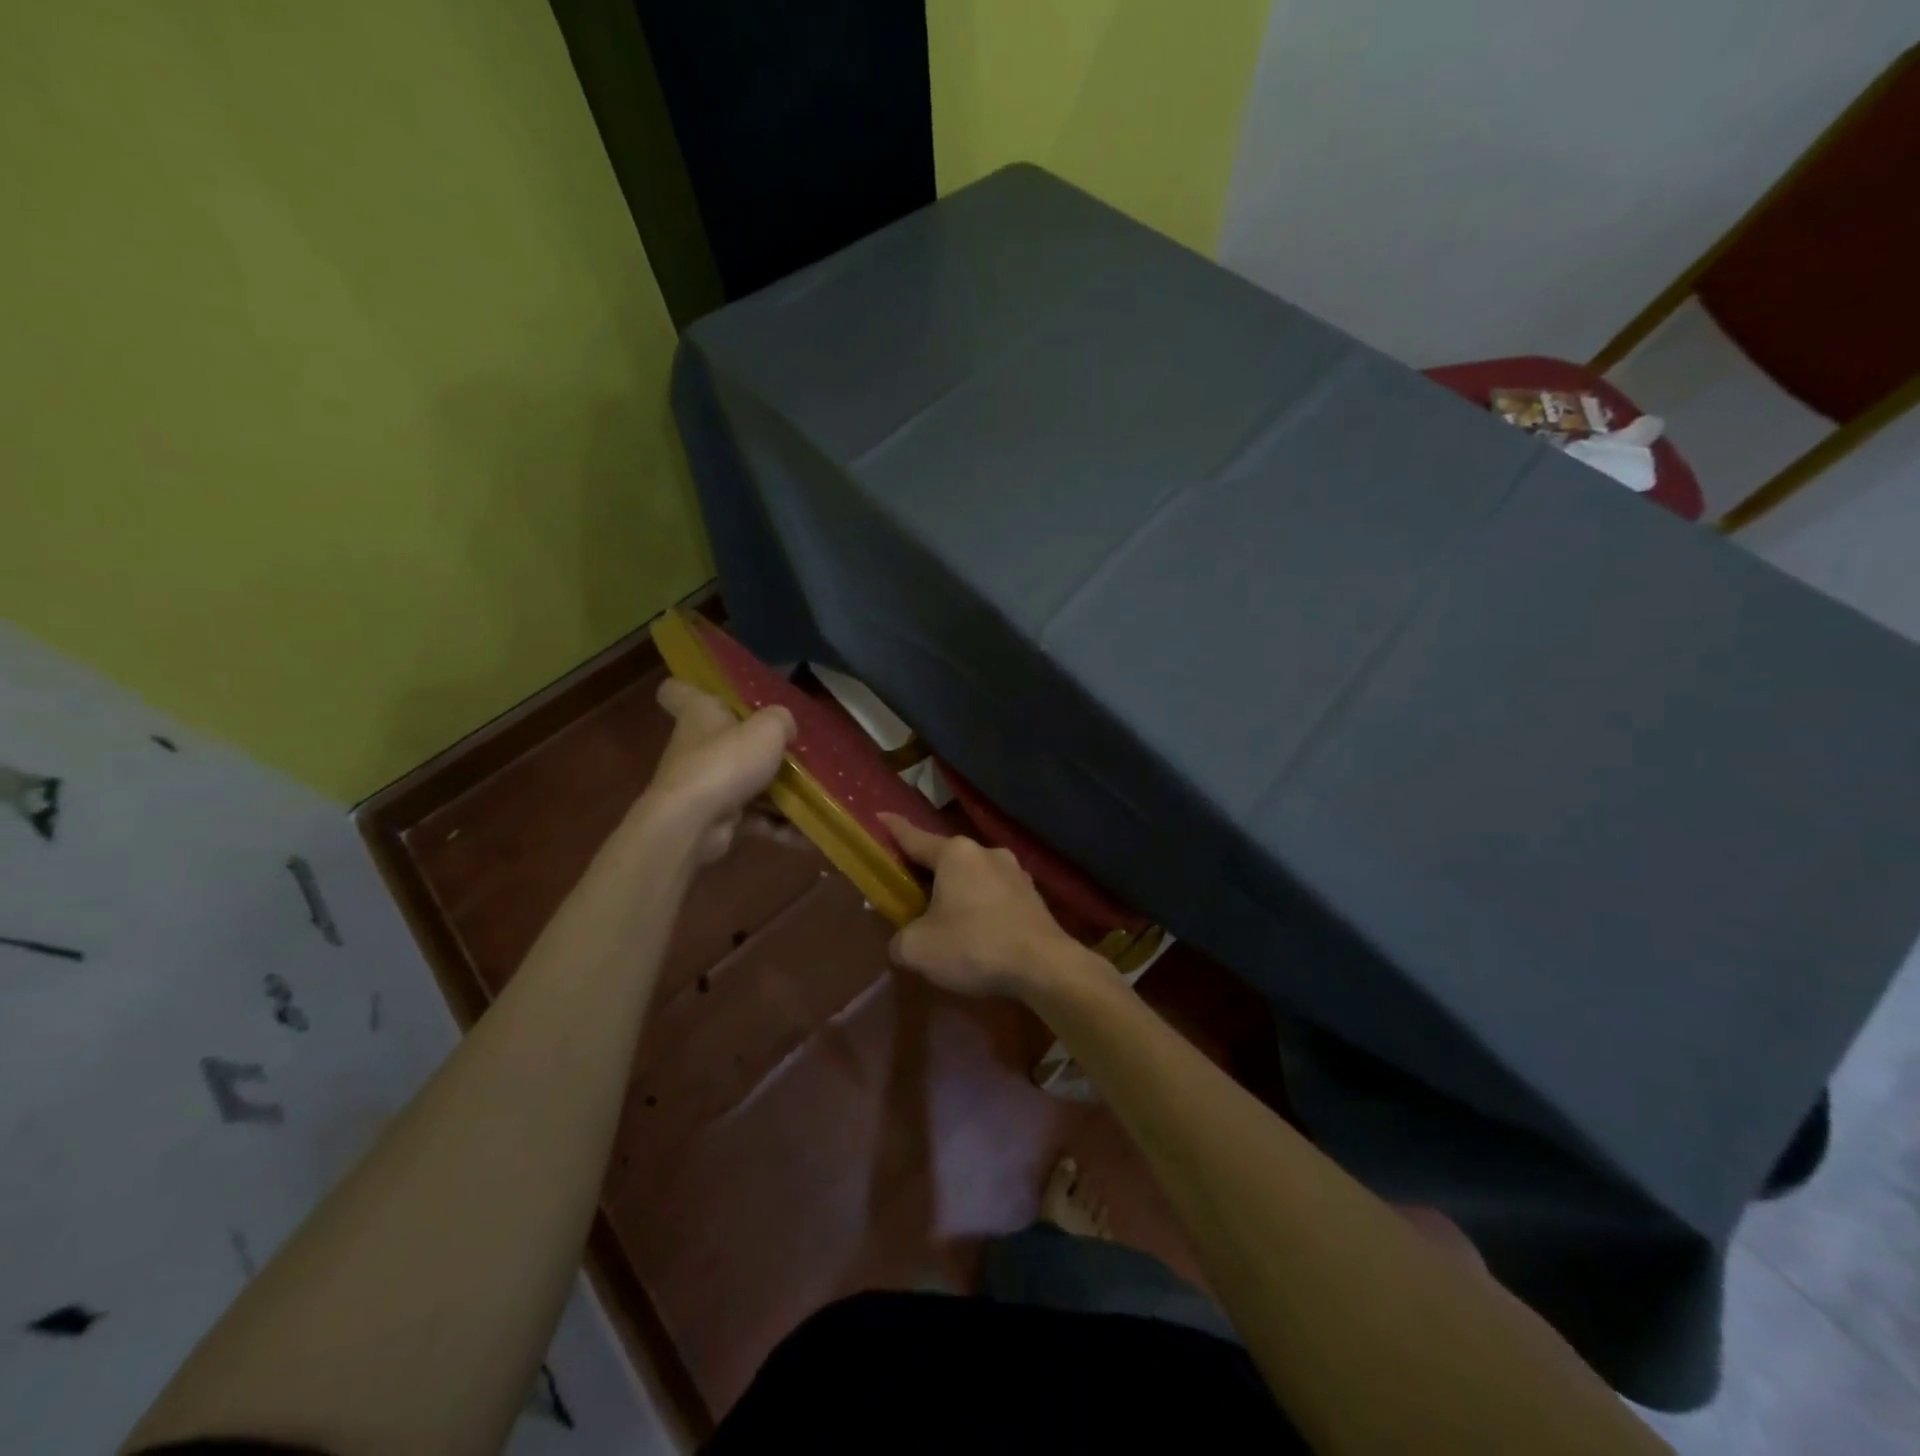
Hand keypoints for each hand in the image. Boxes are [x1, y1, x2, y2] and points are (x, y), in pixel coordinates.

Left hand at [643, 679, 794, 862]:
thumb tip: (786, 728)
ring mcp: (705, 785)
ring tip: (816, 795)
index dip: (694, 687)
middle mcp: (697, 747)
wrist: (692, 824)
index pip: (679, 691)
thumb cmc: (725, 762)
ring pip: (746, 782)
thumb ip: (782, 720)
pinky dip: (778, 825)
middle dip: (759, 747)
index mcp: (699, 714)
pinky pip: (754, 817)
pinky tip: (808, 832)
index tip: (718, 693)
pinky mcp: (715, 818)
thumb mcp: (767, 729)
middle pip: (726, 740)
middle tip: (794, 750)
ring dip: (778, 792)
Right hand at [879, 813, 1083, 999]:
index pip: (914, 837)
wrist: (1044, 966)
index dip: (893, 829)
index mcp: (955, 853)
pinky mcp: (1033, 896)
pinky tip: (979, 933)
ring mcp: (1015, 872)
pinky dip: (981, 908)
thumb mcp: (918, 949)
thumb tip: (905, 940)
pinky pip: (995, 896)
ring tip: (947, 920)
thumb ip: (900, 939)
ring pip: (973, 877)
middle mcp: (986, 852)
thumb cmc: (974, 946)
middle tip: (910, 891)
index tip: (880, 815)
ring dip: (958, 893)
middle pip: (946, 859)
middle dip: (927, 873)